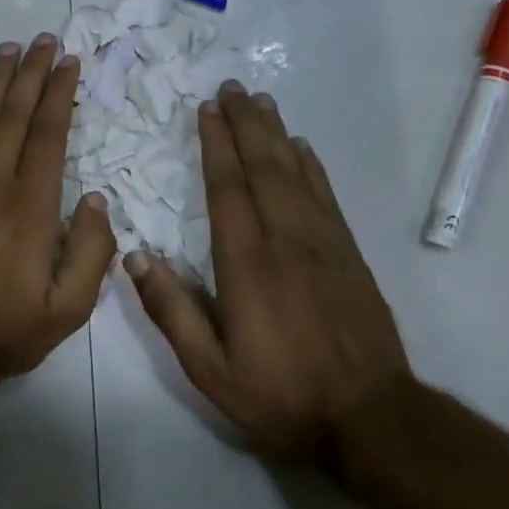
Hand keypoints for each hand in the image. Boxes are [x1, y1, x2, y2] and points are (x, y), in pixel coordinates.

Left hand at [0, 35, 116, 380]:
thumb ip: (92, 251)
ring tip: (7, 52)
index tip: (69, 62)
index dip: (59, 94)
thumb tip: (95, 199)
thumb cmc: (9, 328)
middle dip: (31, 73)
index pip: (48, 133)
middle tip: (44, 40)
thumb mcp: (70, 308)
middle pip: (13, 116)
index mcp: (31, 205)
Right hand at [126, 81, 411, 460]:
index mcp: (247, 264)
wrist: (373, 421)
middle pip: (263, 168)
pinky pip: (325, 196)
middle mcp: (286, 241)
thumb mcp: (211, 371)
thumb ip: (172, 312)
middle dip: (245, 124)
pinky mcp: (349, 255)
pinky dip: (311, 166)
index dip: (216, 145)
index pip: (228, 189)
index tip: (206, 109)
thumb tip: (135, 257)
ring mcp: (323, 245)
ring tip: (261, 101)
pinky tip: (302, 148)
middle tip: (232, 87)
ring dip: (276, 134)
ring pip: (295, 174)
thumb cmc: (282, 397)